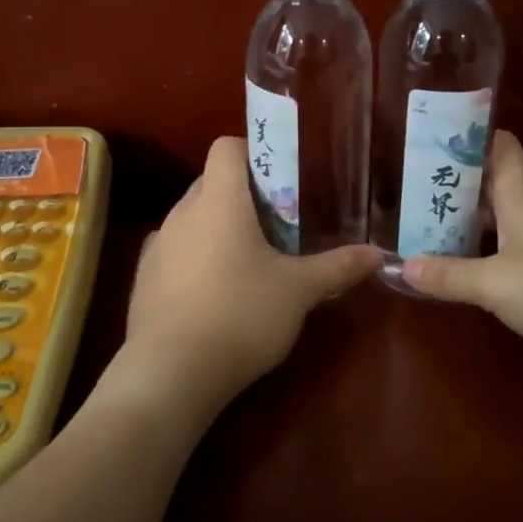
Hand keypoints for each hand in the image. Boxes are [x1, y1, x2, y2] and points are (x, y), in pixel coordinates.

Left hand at [100, 137, 380, 431]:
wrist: (170, 373)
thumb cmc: (240, 316)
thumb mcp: (299, 291)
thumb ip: (338, 267)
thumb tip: (378, 253)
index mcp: (219, 200)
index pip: (227, 147)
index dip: (254, 153)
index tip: (281, 181)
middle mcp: (182, 212)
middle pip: (212, 182)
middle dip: (244, 196)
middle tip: (278, 226)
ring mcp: (158, 245)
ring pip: (193, 217)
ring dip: (219, 227)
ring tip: (250, 261)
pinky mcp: (144, 278)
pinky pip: (175, 250)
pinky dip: (196, 257)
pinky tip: (215, 291)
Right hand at [401, 131, 522, 361]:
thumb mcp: (496, 285)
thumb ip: (449, 276)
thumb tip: (403, 267)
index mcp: (519, 191)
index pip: (495, 143)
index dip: (465, 137)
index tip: (430, 141)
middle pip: (494, 182)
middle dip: (456, 187)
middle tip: (413, 196)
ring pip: (509, 214)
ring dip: (476, 220)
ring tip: (435, 231)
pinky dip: (498, 247)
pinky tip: (482, 269)